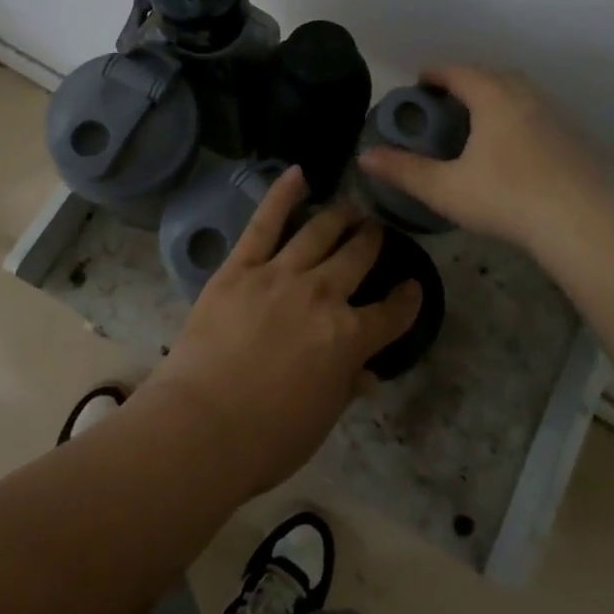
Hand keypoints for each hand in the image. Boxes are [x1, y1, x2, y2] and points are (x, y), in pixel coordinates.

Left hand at [140, 167, 421, 496]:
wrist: (201, 428)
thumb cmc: (266, 439)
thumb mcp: (320, 420)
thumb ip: (346, 386)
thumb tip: (368, 373)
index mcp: (348, 337)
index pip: (392, 313)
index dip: (407, 299)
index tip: (412, 287)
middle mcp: (322, 295)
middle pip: (357, 258)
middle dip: (371, 241)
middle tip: (375, 230)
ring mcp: (280, 275)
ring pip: (318, 233)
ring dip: (339, 217)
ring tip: (350, 207)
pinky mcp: (240, 267)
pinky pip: (265, 222)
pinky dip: (282, 194)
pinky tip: (299, 174)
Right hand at [356, 66, 611, 254]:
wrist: (579, 222)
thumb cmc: (505, 197)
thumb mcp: (445, 188)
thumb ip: (404, 170)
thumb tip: (364, 156)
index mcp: (492, 98)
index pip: (459, 72)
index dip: (436, 74)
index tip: (420, 82)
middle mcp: (524, 97)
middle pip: (491, 76)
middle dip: (466, 82)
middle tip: (446, 103)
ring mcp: (551, 117)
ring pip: (518, 94)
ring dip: (494, 98)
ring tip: (476, 122)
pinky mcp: (570, 140)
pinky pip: (534, 115)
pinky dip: (515, 118)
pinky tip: (509, 148)